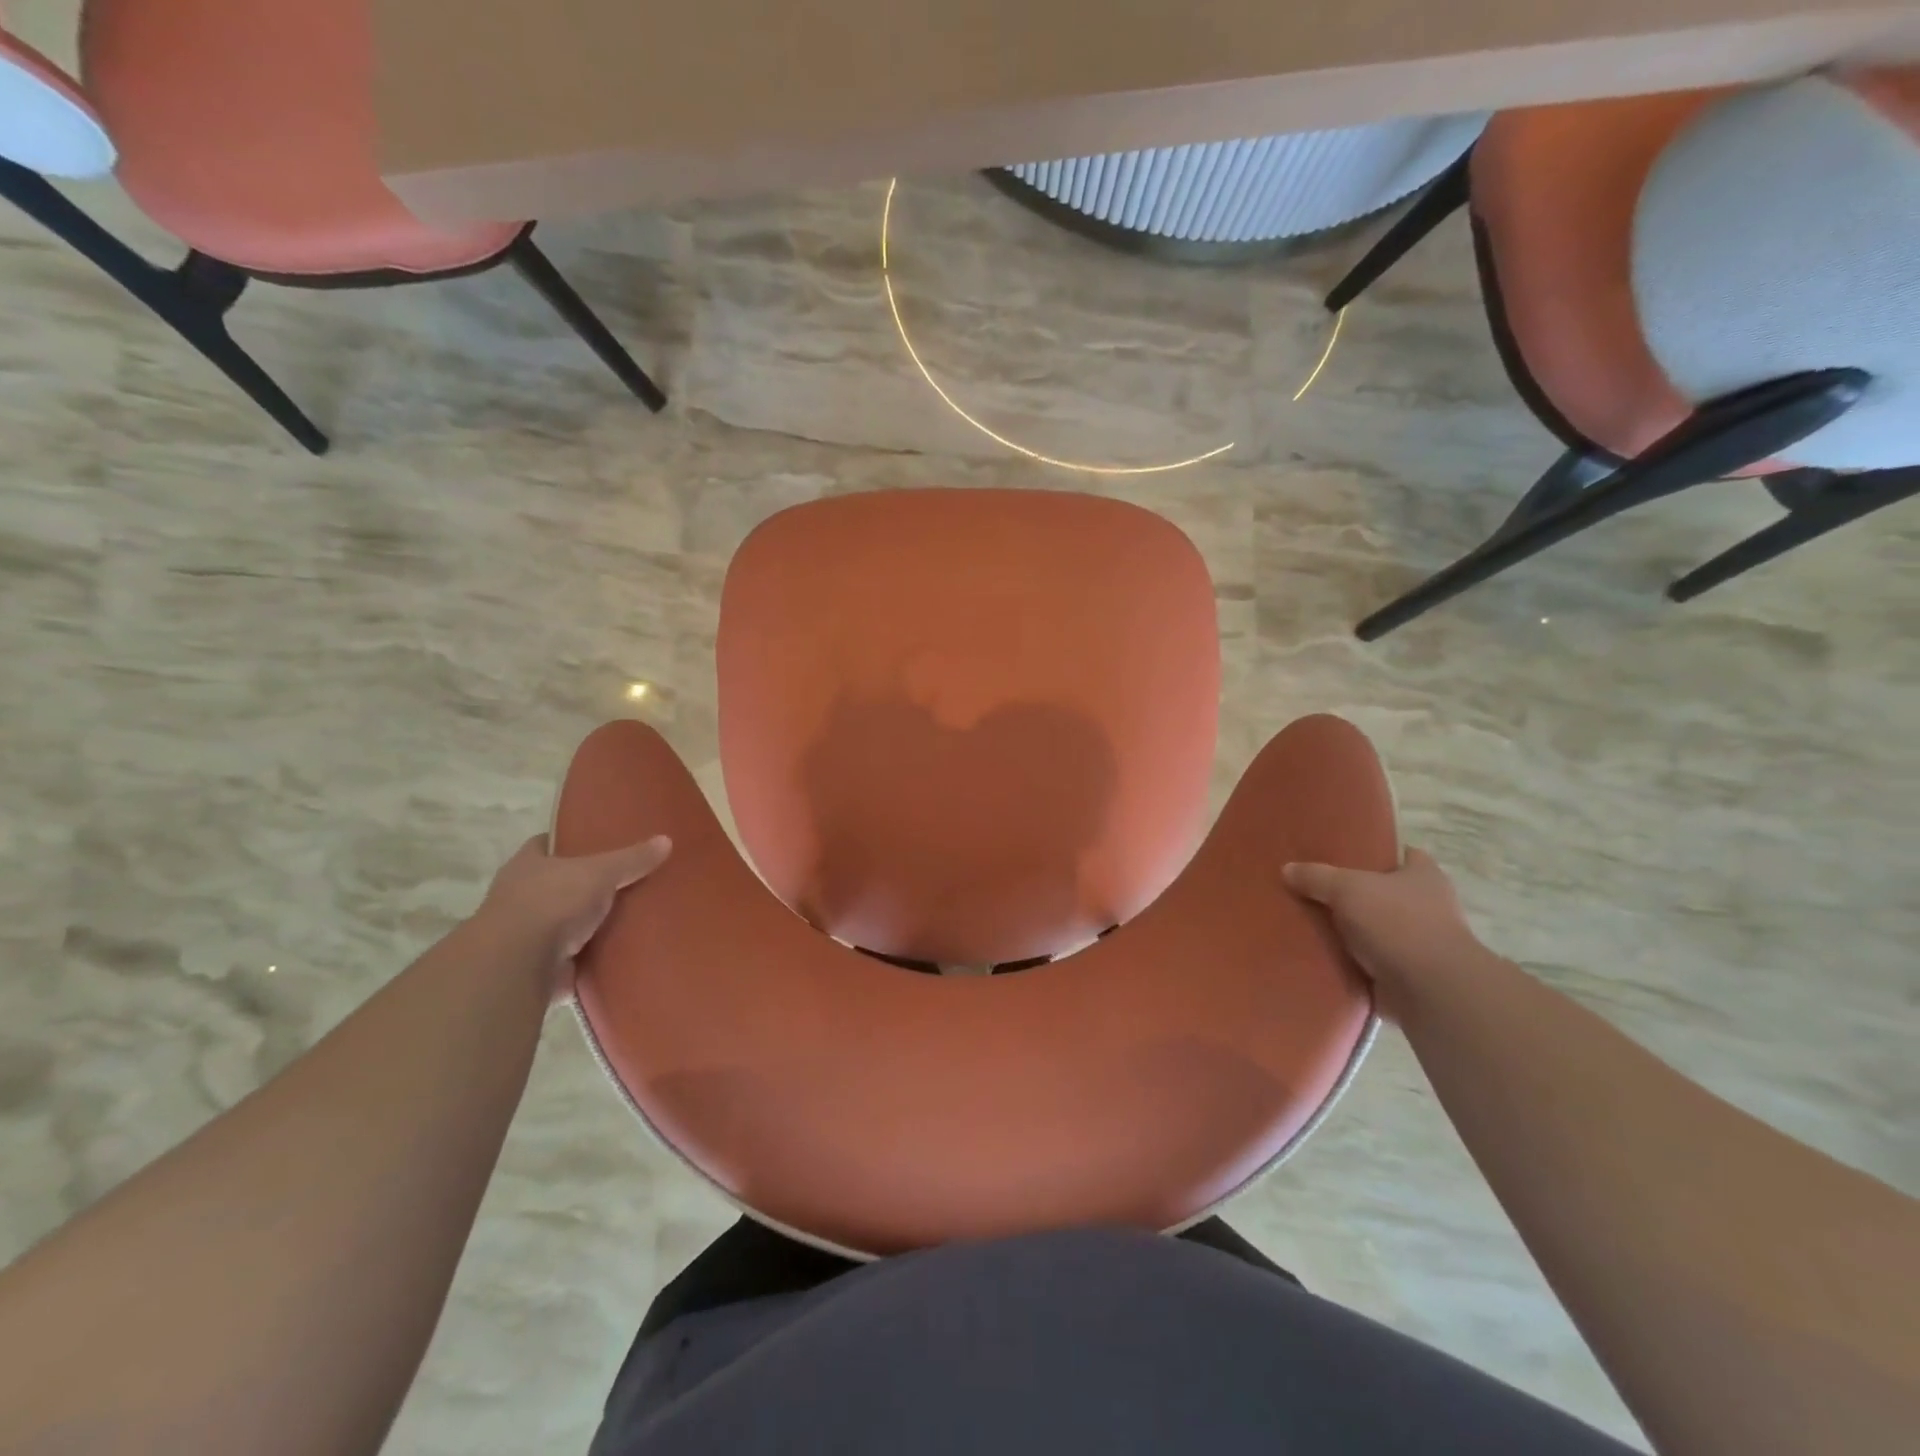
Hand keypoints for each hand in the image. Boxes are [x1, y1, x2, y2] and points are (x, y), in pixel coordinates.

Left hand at [476, 834, 671, 1000]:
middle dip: (587, 884)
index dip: (571, 840)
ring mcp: (526, 933)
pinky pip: (573, 955)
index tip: (600, 841)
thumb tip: (666, 840)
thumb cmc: (552, 902)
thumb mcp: (600, 872)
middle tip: (627, 880)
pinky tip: (621, 950)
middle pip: (559, 883)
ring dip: (590, 923)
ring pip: (566, 920)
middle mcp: (520, 896)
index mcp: (527, 864)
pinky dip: (592, 955)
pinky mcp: (538, 965)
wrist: (519, 965)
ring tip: (632, 916)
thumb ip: (632, 859)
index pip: (548, 843)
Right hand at [1283, 849, 1487, 1018]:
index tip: (1345, 856)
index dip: (1378, 853)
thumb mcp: (1346, 888)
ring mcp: (1421, 942)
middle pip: (1386, 892)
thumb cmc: (1397, 923)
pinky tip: (1322, 955)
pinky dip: (1352, 961)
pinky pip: (1372, 961)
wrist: (1430, 990)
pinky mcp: (1409, 974)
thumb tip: (1287, 869)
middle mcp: (1429, 906)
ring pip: (1377, 928)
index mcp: (1424, 876)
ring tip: (1312, 925)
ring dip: (1352, 931)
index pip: (1404, 855)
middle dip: (1356, 894)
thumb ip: (1316, 877)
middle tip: (1316, 890)